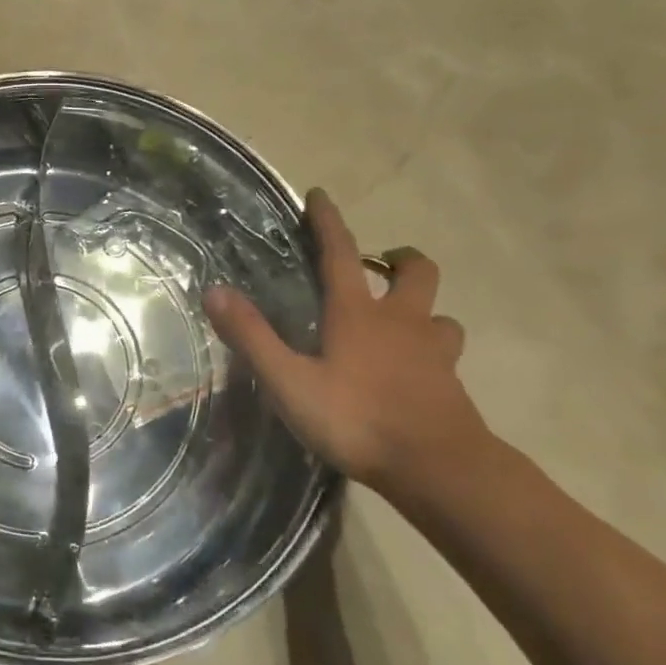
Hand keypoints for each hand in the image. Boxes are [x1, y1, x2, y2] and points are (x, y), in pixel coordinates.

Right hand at [204, 189, 488, 490]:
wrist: (438, 469)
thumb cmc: (356, 420)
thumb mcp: (289, 381)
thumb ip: (252, 337)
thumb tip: (214, 290)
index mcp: (357, 314)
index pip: (340, 253)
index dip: (328, 222)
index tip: (320, 195)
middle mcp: (401, 322)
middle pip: (416, 272)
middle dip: (400, 258)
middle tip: (380, 265)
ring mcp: (433, 353)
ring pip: (440, 314)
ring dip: (422, 309)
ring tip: (401, 322)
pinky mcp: (451, 385)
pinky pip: (445, 353)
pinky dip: (431, 350)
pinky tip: (415, 371)